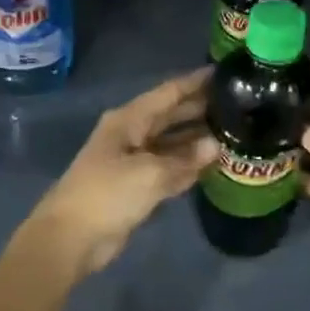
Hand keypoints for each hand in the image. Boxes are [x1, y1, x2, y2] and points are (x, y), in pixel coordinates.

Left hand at [24, 68, 217, 280]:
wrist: (70, 238)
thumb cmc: (107, 194)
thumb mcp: (149, 174)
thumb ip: (185, 159)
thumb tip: (216, 145)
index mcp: (129, 120)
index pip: (168, 93)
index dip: (195, 82)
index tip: (224, 72)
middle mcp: (132, 133)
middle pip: (172, 115)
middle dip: (201, 109)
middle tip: (238, 103)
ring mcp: (134, 160)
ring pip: (172, 143)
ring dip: (198, 139)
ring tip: (234, 131)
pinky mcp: (137, 185)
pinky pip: (169, 167)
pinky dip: (188, 165)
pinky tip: (214, 164)